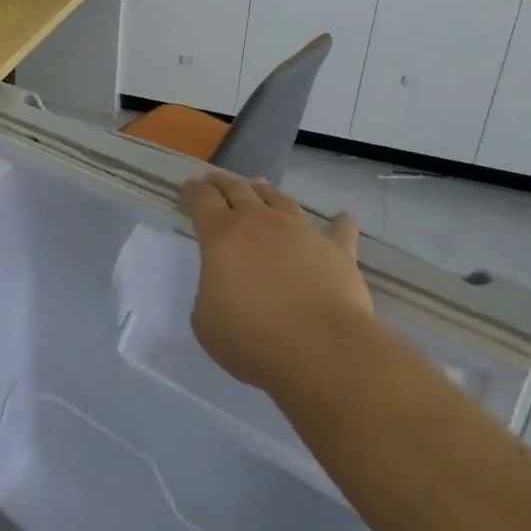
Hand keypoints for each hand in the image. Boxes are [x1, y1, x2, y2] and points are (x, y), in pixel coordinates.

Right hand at [181, 173, 371, 394]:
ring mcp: (301, 232)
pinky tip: (343, 217)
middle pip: (237, 190)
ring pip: (280, 200)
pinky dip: (340, 224)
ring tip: (259, 186)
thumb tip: (224, 286)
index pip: (202, 200)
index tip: (186, 189)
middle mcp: (260, 223)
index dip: (192, 191)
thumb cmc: (251, 337)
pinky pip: (339, 232)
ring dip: (266, 191)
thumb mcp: (205, 320)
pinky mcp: (337, 252)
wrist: (320, 348)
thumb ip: (210, 293)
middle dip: (222, 183)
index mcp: (221, 235)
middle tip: (213, 181)